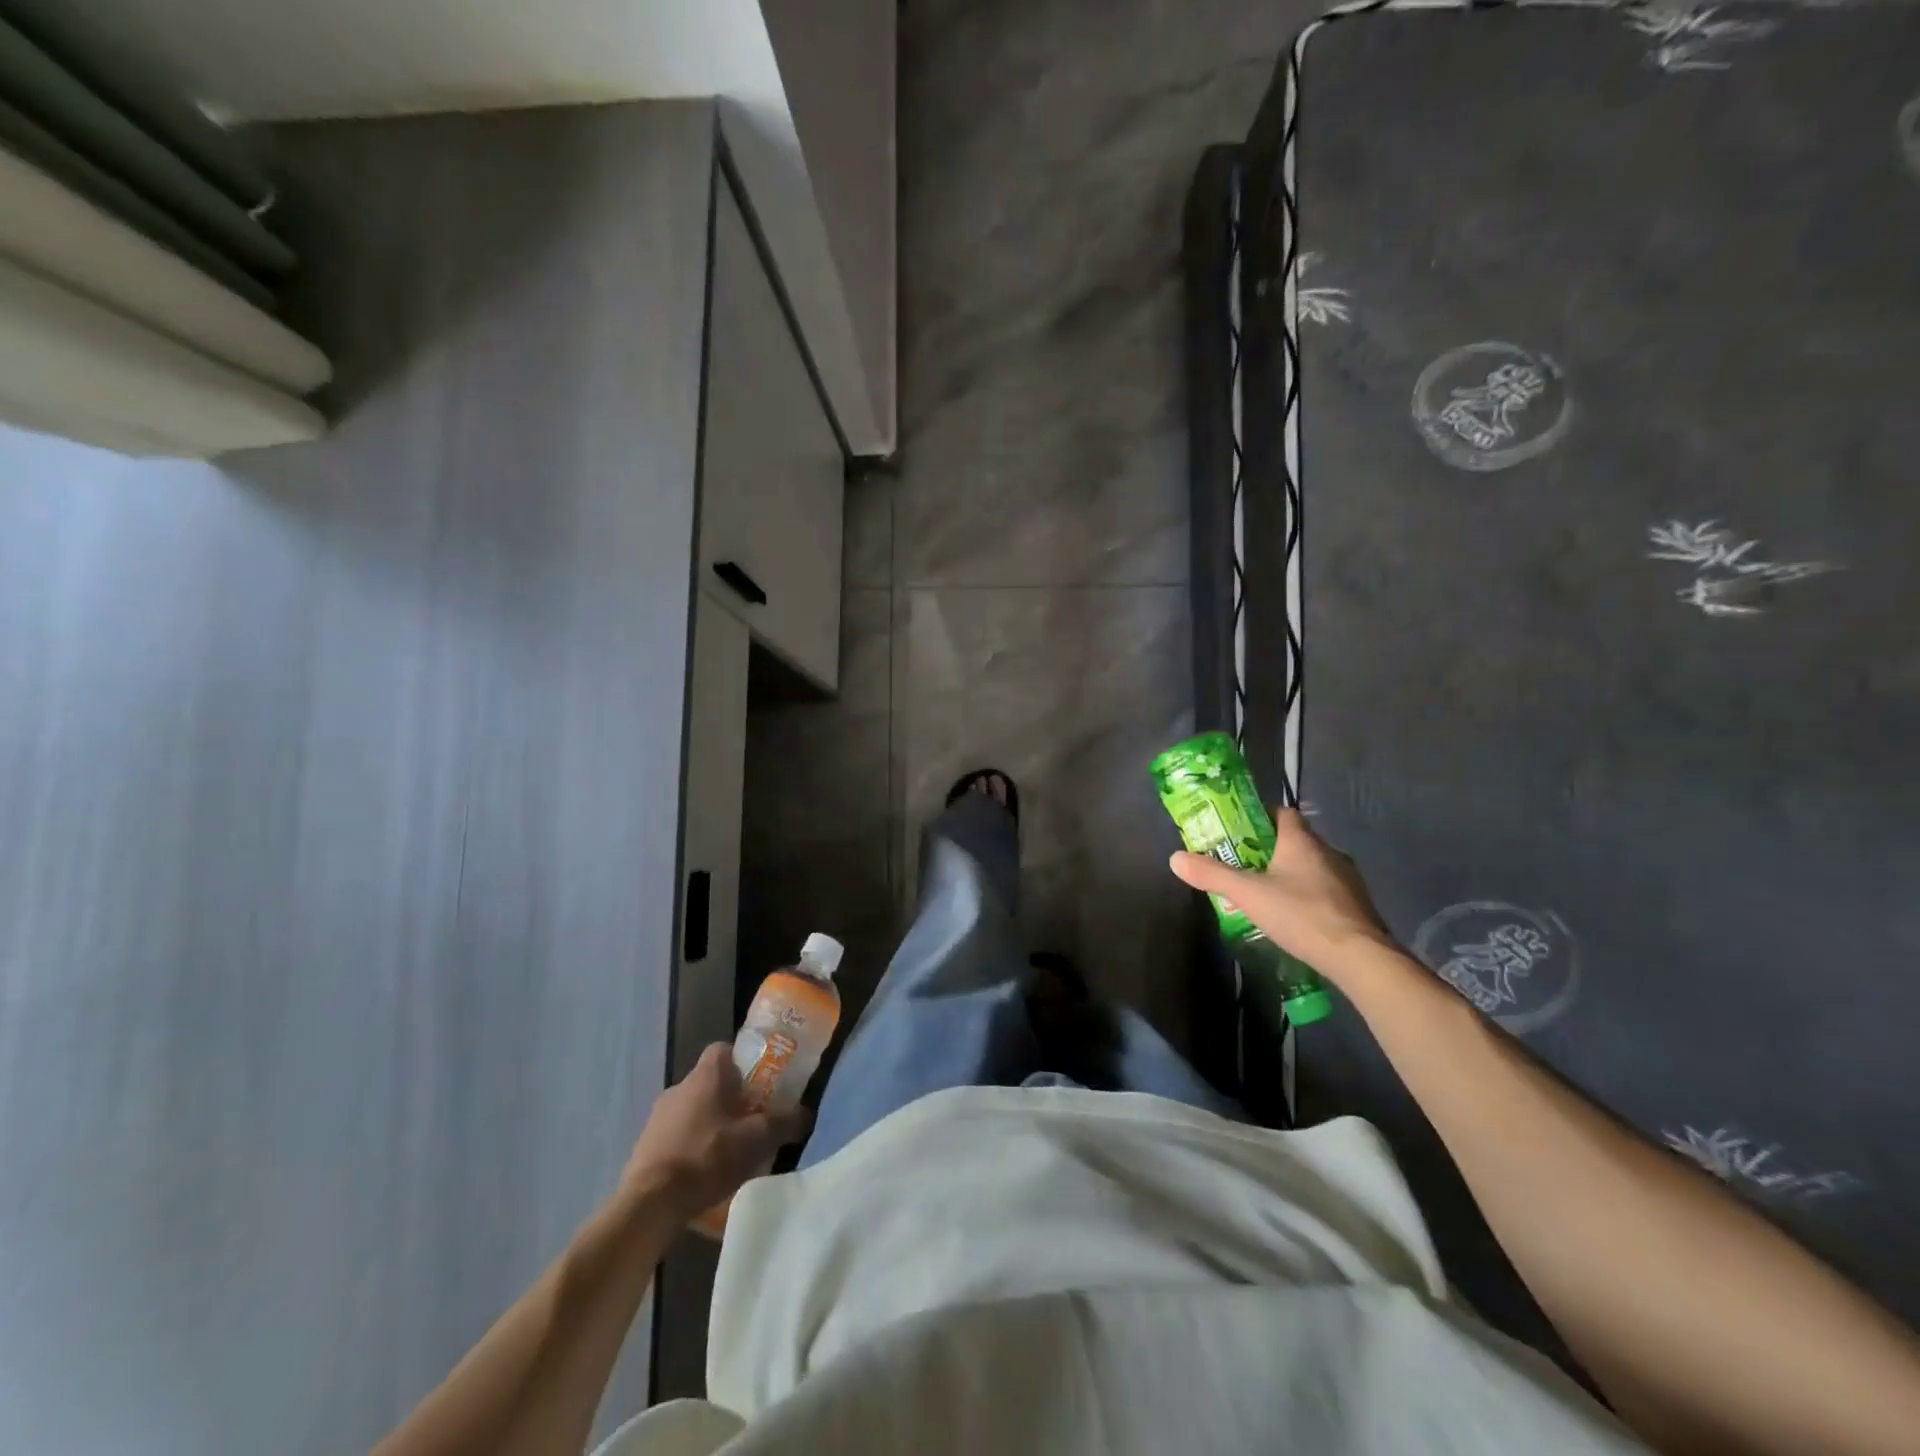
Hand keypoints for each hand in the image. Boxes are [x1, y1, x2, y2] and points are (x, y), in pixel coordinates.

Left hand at [623, 1044, 810, 1220]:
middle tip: (751, 1122)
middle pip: (710, 1083)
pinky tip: (703, 1174)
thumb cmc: (707, 1157)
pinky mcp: (644, 1146)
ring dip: (709, 1125)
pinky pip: (676, 1136)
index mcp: (705, 1075)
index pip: (724, 1049)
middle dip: (730, 1100)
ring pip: (693, 1110)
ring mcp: (657, 1117)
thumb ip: (784, 1122)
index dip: (743, 1062)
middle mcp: (679, 1087)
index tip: (759, 1084)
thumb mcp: (757, 1139)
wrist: (650, 1203)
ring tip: (729, 1153)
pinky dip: (690, 1148)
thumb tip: (805, 1114)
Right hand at [1169, 808, 1393, 975]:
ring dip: (1292, 874)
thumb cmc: (1300, 914)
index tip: (1240, 830)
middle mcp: (1328, 851)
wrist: (1359, 957)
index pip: (1282, 813)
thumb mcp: (1247, 894)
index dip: (1261, 817)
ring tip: (1267, 892)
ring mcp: (1347, 879)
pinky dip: (1309, 895)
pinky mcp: (1357, 905)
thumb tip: (1175, 858)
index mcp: (1301, 841)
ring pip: (1313, 866)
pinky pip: (1327, 890)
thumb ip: (1212, 874)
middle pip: (1296, 840)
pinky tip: (1295, 915)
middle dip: (1270, 849)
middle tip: (1245, 865)